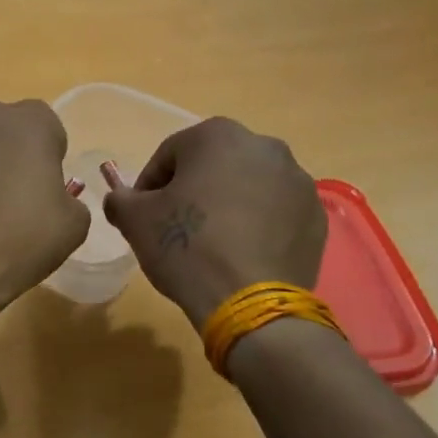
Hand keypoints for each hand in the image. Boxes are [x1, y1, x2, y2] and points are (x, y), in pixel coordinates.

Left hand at [0, 98, 89, 318]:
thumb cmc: (22, 238)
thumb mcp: (74, 224)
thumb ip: (68, 197)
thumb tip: (50, 198)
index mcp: (30, 121)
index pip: (46, 127)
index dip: (47, 157)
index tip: (42, 189)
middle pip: (2, 130)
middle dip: (7, 154)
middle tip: (9, 199)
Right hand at [102, 118, 326, 327]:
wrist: (249, 301)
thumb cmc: (186, 247)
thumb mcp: (134, 221)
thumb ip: (121, 200)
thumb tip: (121, 199)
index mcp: (218, 135)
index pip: (170, 154)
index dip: (149, 186)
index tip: (143, 216)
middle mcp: (265, 146)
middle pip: (214, 166)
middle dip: (193, 191)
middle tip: (177, 228)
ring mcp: (298, 181)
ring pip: (248, 187)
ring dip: (228, 206)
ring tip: (212, 245)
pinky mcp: (316, 217)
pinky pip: (276, 214)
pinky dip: (258, 226)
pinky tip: (242, 256)